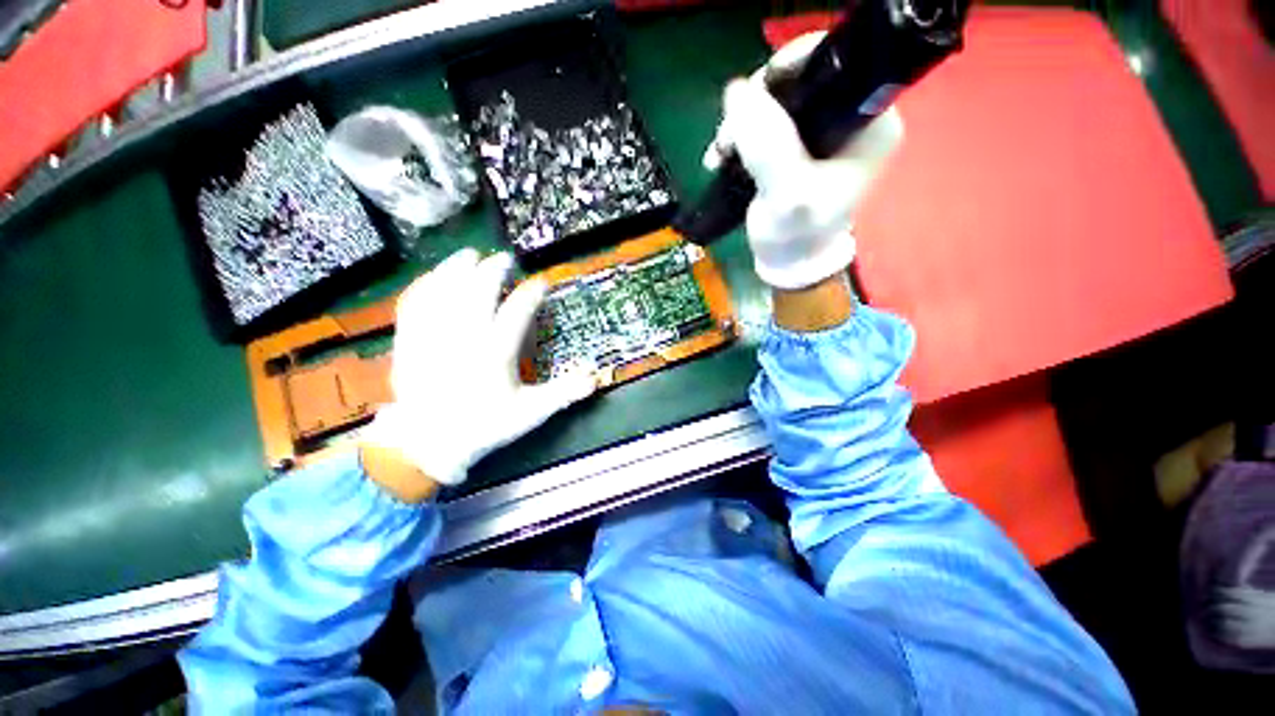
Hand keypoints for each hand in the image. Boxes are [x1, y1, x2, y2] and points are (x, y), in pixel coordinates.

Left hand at [362, 249, 595, 496]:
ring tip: (470, 254)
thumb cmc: (485, 425)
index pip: (518, 311)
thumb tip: (595, 377)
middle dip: (494, 269)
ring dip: (458, 267)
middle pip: (479, 290)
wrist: (429, 442)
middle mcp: (464, 336)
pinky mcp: (409, 339)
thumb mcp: (530, 412)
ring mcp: (433, 335)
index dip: (532, 293)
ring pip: (445, 289)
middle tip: (505, 259)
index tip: (542, 283)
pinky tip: (434, 276)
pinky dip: (425, 284)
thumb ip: (563, 392)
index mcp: (495, 352)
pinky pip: (415, 302)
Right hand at [704, 32, 903, 289]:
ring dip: (742, 123)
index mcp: (869, 123)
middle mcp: (851, 117)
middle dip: (756, 103)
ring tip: (721, 153)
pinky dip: (741, 134)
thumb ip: (768, 145)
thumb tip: (738, 93)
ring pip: (777, 99)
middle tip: (729, 137)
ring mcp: (824, 130)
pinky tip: (723, 155)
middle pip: (800, 79)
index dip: (789, 68)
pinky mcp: (800, 144)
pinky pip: (766, 120)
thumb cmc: (796, 236)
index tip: (753, 99)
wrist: (789, 263)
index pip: (834, 64)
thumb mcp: (786, 195)